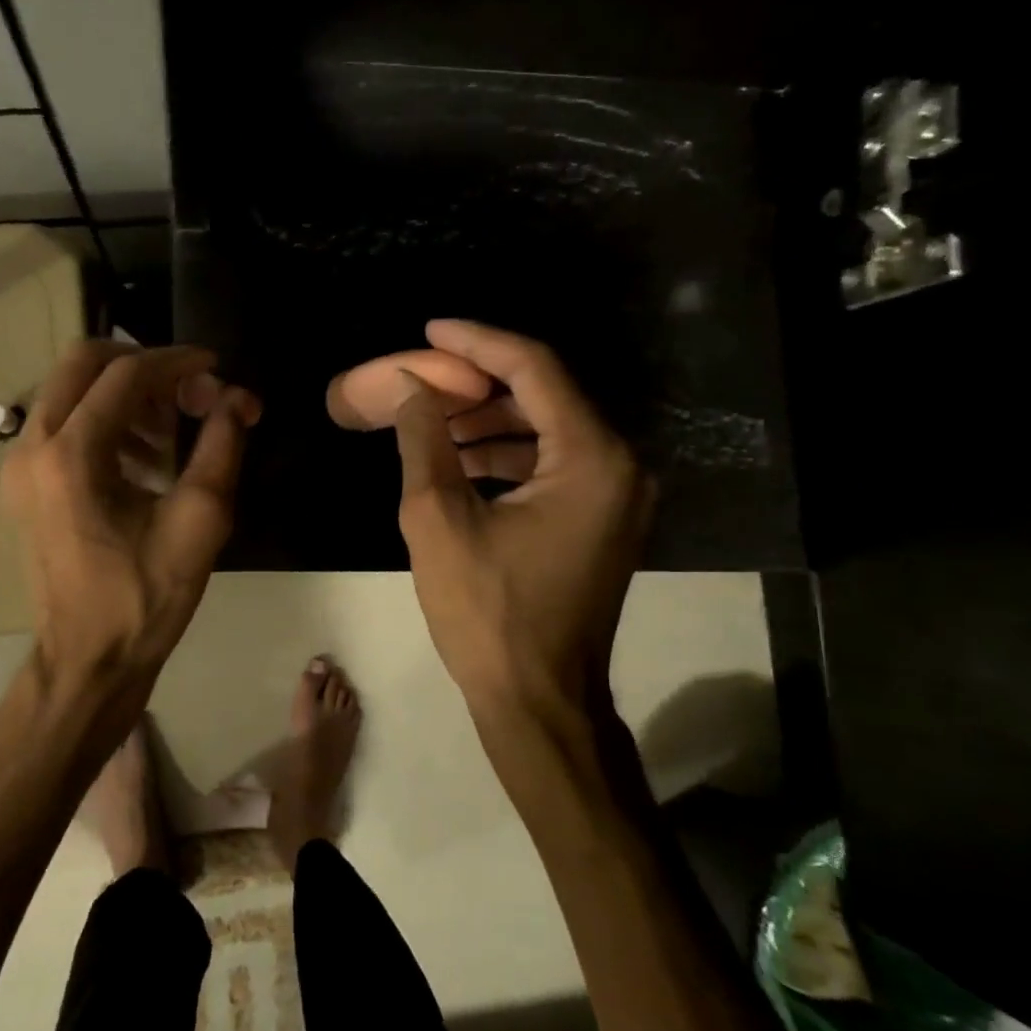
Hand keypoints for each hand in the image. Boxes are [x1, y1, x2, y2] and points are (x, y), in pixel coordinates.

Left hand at [3, 340, 260, 700]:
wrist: (88, 662)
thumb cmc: (145, 598)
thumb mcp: (199, 520)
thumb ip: (222, 445)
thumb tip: (238, 397)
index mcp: (70, 455)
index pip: (125, 374)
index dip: (176, 362)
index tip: (215, 368)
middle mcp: (31, 448)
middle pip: (81, 364)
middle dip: (141, 364)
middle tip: (186, 391)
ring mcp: (19, 467)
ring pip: (69, 392)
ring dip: (123, 396)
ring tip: (170, 436)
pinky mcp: (22, 487)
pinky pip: (61, 425)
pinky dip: (103, 422)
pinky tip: (142, 461)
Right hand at [393, 320, 654, 730]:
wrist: (538, 701)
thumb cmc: (486, 613)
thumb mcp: (439, 519)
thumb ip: (424, 440)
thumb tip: (411, 387)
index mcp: (592, 457)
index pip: (533, 369)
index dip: (476, 342)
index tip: (429, 329)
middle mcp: (619, 464)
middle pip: (544, 394)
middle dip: (477, 382)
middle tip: (422, 378)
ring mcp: (615, 494)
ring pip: (546, 429)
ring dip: (488, 420)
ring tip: (429, 420)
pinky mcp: (600, 519)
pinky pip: (552, 463)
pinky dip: (506, 455)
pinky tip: (458, 459)